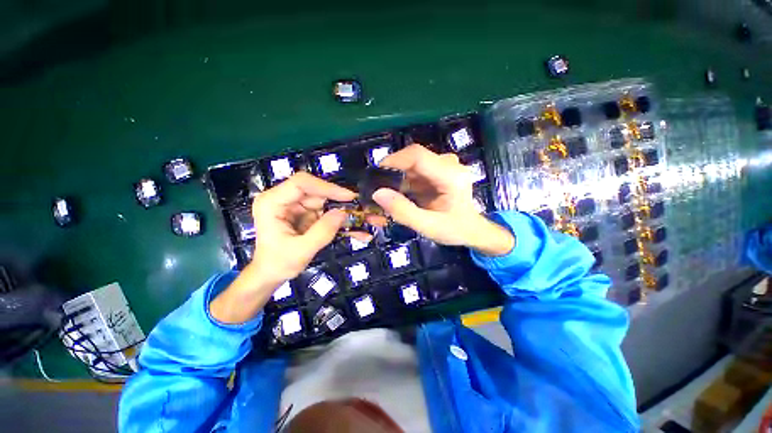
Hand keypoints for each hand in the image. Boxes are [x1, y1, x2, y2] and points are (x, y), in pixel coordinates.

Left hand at [211, 172, 356, 323]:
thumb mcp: (301, 251)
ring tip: (361, 222)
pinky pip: (326, 211)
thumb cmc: (278, 264)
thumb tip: (343, 213)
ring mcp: (296, 206)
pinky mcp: (305, 213)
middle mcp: (284, 199)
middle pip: (316, 192)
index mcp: (272, 202)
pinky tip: (354, 229)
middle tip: (360, 211)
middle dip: (339, 201)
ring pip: (325, 201)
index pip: (302, 183)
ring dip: (342, 212)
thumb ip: (322, 232)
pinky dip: (340, 220)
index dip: (327, 187)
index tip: (349, 197)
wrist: (270, 274)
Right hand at [372, 144, 513, 256]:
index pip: (418, 156)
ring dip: (398, 177)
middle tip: (380, 189)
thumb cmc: (454, 229)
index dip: (394, 160)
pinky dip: (404, 180)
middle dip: (393, 171)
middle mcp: (449, 164)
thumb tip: (378, 194)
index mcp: (451, 176)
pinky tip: (401, 193)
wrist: (471, 229)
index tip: (376, 174)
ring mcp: (444, 165)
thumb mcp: (428, 226)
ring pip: (412, 163)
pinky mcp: (439, 170)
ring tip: (389, 194)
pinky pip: (416, 169)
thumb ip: (403, 211)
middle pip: (413, 157)